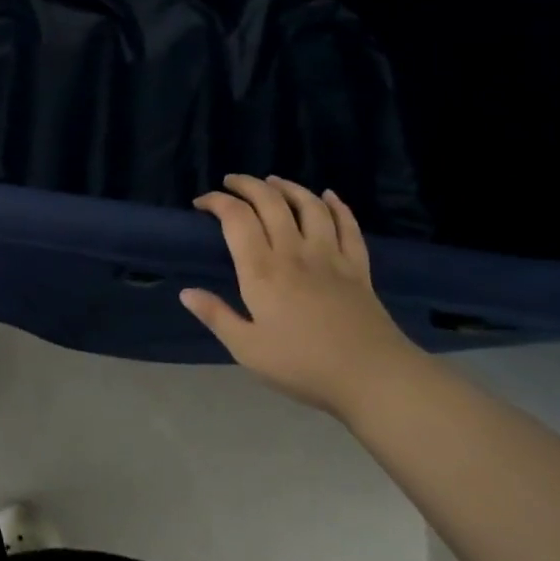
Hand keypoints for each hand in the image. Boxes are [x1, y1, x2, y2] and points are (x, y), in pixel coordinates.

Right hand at [182, 175, 420, 416]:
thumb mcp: (247, 349)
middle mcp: (294, 252)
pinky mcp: (358, 267)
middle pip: (271, 202)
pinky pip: (348, 226)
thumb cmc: (303, 365)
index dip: (217, 201)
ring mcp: (330, 256)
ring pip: (309, 206)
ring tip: (273, 182)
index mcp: (262, 271)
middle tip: (231, 182)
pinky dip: (337, 206)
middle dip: (247, 185)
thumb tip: (186, 292)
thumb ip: (217, 316)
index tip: (202, 203)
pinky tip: (328, 196)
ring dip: (289, 187)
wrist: (373, 378)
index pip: (236, 218)